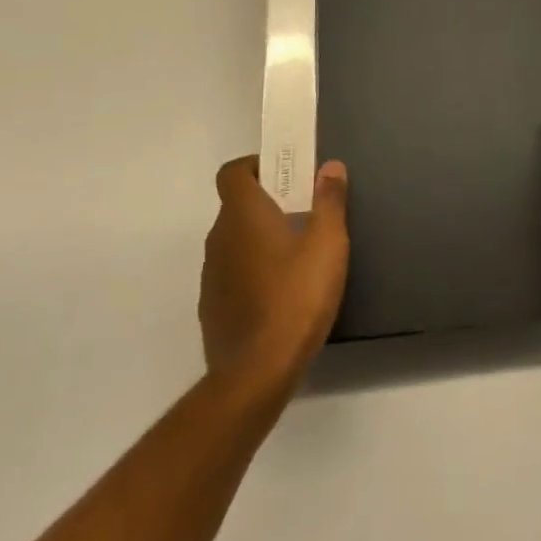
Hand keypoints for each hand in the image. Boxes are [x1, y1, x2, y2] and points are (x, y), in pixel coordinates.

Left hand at [200, 158, 349, 392]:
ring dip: (258, 239)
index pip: (233, 172)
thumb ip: (329, 200)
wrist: (256, 374)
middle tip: (302, 212)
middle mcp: (219, 237)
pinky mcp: (212, 309)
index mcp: (242, 214)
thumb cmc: (296, 296)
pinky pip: (231, 274)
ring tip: (295, 255)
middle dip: (266, 203)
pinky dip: (251, 272)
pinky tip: (279, 294)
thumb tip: (330, 166)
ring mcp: (210, 275)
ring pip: (234, 241)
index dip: (255, 166)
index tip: (284, 175)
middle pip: (236, 206)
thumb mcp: (327, 243)